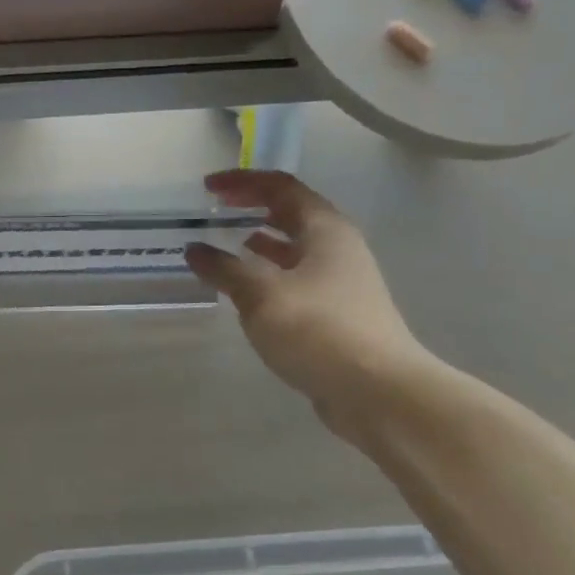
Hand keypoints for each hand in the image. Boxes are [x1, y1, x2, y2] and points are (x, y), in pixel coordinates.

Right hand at [185, 170, 426, 441]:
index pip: (281, 187)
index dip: (242, 181)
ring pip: (297, 247)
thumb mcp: (261, 294)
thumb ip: (224, 268)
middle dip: (253, 205)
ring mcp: (342, 282)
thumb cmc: (318, 330)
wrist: (379, 393)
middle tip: (218, 208)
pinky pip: (298, 277)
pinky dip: (271, 272)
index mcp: (324, 229)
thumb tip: (195, 250)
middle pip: (293, 212)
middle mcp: (338, 247)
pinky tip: (250, 289)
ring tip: (230, 242)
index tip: (208, 188)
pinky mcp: (339, 313)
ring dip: (263, 239)